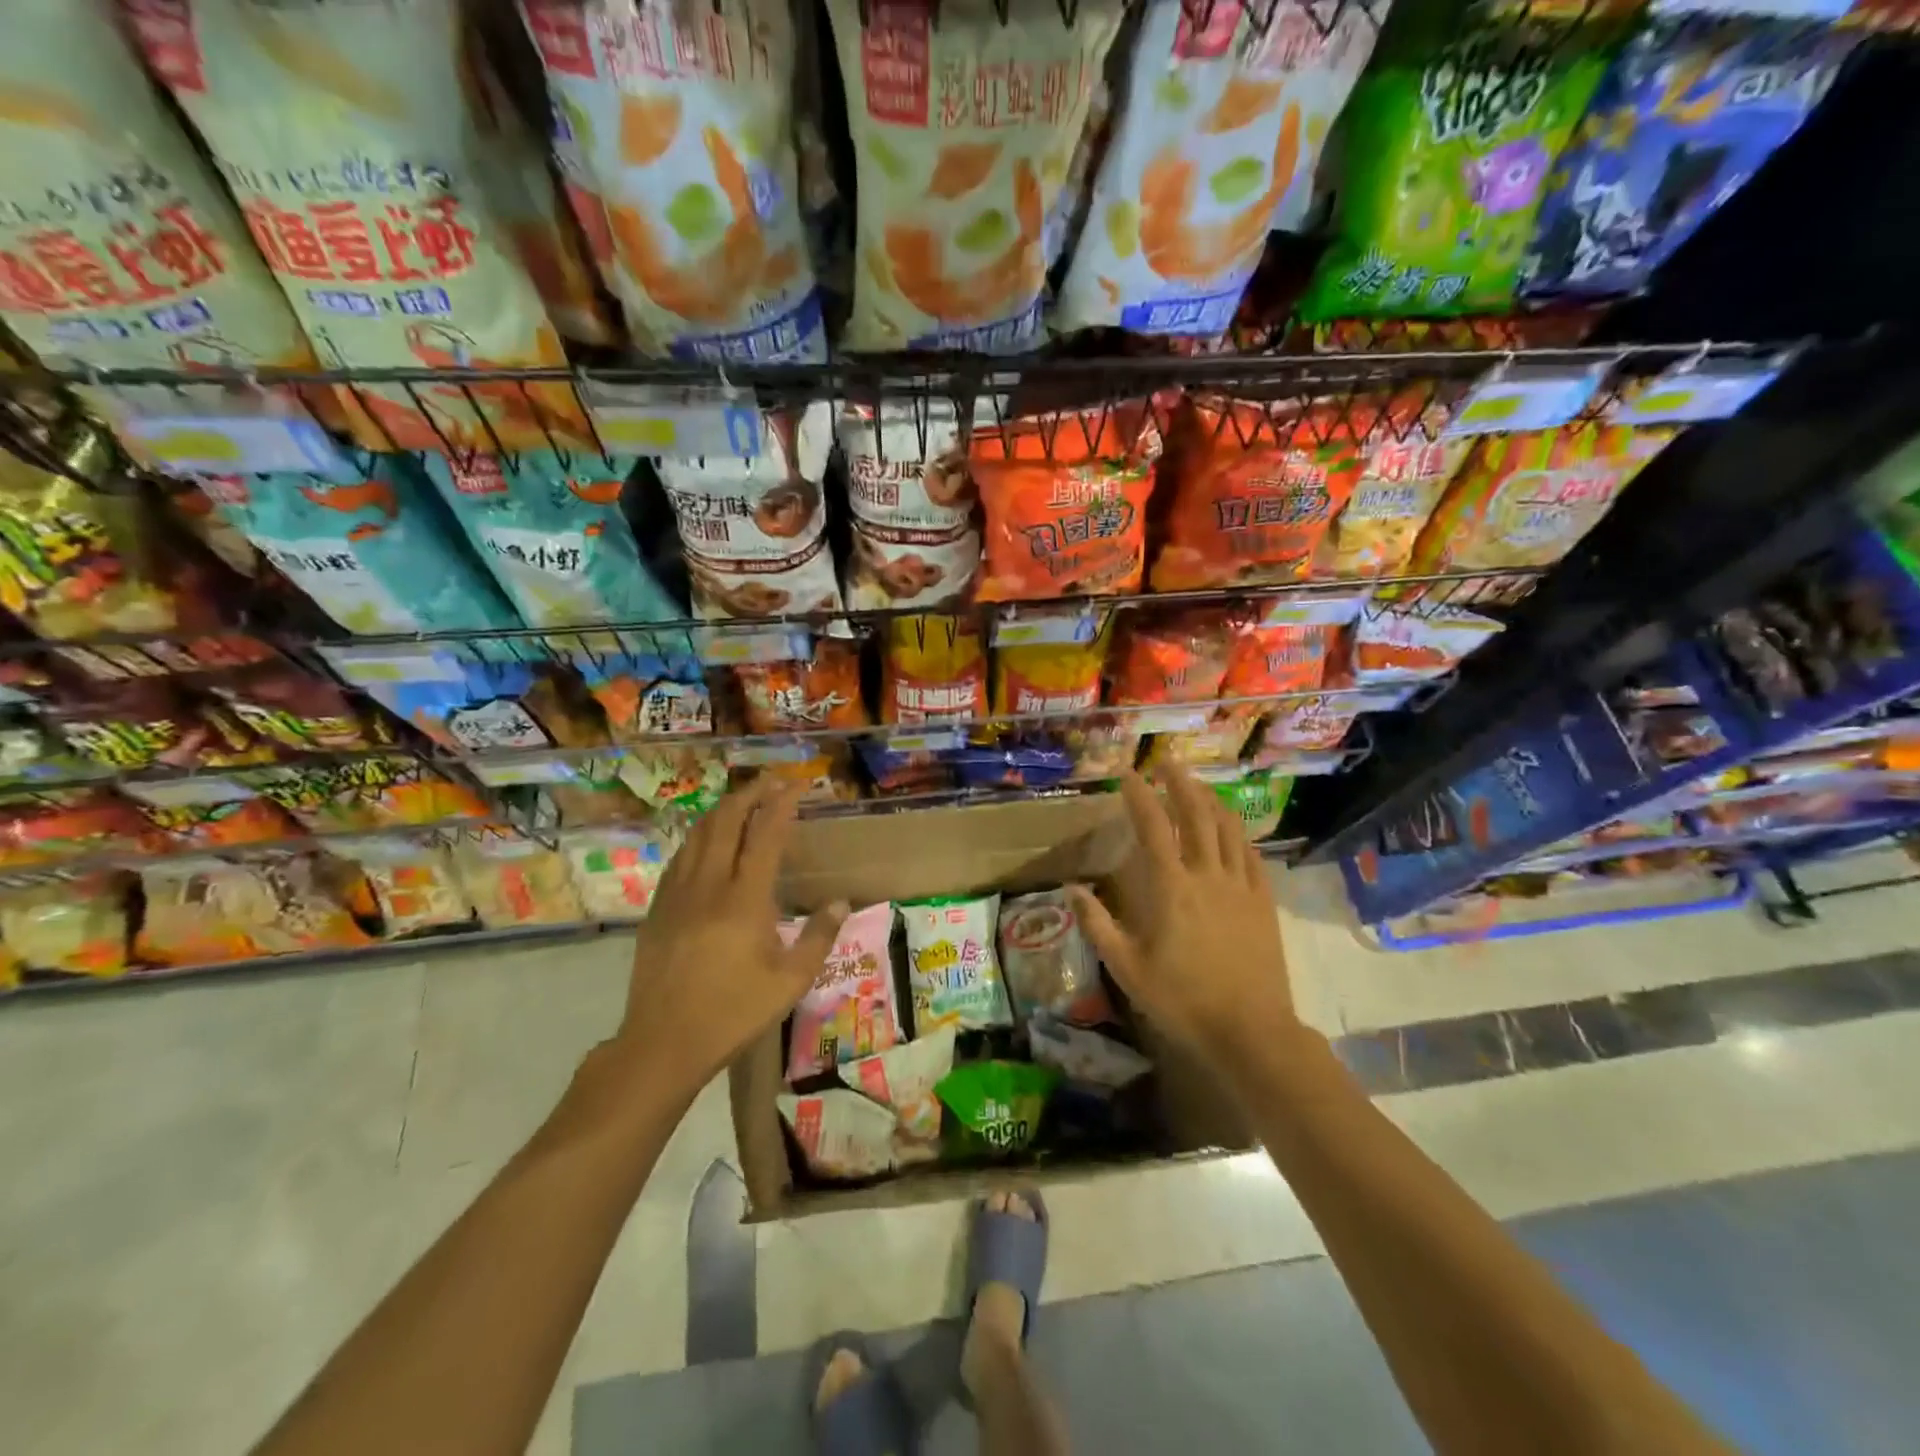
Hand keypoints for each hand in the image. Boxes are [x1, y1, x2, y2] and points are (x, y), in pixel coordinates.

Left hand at [608, 779, 846, 1097]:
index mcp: (744, 899)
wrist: (663, 1043)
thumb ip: (818, 937)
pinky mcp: (658, 909)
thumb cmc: (733, 1012)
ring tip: (741, 802)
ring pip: (698, 835)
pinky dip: (699, 837)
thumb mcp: (790, 981)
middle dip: (749, 794)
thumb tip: (840, 902)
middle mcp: (709, 885)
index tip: (795, 785)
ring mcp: (677, 894)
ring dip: (722, 811)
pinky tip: (706, 843)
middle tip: (769, 782)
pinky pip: (680, 857)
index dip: (780, 803)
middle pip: (725, 821)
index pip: (764, 834)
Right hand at [1070, 766, 1297, 1060]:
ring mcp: (1240, 886)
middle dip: (1180, 783)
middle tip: (1168, 762)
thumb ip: (1097, 924)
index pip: (1153, 826)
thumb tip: (1072, 888)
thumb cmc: (1181, 1000)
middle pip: (1196, 815)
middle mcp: (1207, 875)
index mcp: (1171, 887)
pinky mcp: (1263, 902)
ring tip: (1199, 785)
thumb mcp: (1127, 968)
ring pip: (1228, 829)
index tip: (1127, 773)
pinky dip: (1239, 833)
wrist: (1249, 1030)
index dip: (1139, 795)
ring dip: (1211, 800)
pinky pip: (1252, 855)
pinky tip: (1233, 828)